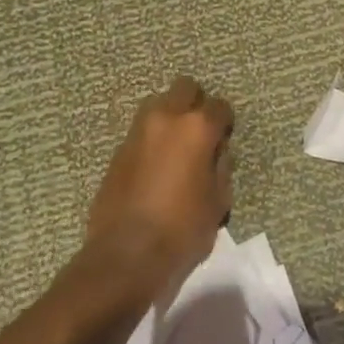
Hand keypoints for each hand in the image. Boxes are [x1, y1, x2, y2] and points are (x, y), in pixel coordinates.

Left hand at [86, 77, 233, 290]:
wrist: (127, 255)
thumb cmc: (183, 229)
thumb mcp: (218, 200)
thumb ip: (220, 167)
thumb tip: (215, 153)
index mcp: (197, 128)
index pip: (220, 106)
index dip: (226, 122)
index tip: (225, 138)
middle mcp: (165, 119)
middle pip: (185, 88)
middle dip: (196, 103)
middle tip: (201, 132)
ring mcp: (137, 132)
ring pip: (158, 105)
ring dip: (171, 117)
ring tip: (177, 147)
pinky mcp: (117, 151)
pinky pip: (141, 132)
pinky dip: (152, 139)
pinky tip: (157, 166)